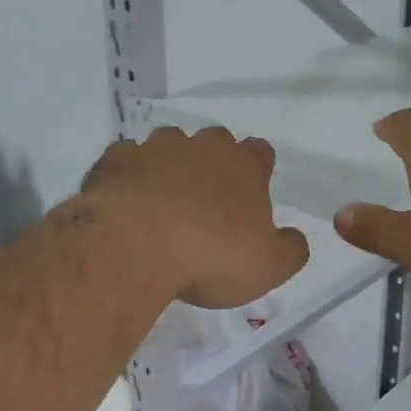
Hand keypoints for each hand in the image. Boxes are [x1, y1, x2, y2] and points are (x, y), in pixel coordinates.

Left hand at [80, 125, 308, 307]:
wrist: (133, 247)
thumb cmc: (210, 256)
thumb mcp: (269, 267)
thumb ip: (291, 249)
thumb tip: (295, 238)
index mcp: (244, 166)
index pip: (260, 152)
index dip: (257, 171)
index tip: (249, 196)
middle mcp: (202, 147)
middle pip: (214, 142)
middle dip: (212, 164)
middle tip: (205, 203)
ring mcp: (155, 148)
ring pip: (168, 146)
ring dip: (168, 166)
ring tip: (161, 203)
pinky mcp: (115, 160)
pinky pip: (125, 159)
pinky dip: (128, 176)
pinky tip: (125, 203)